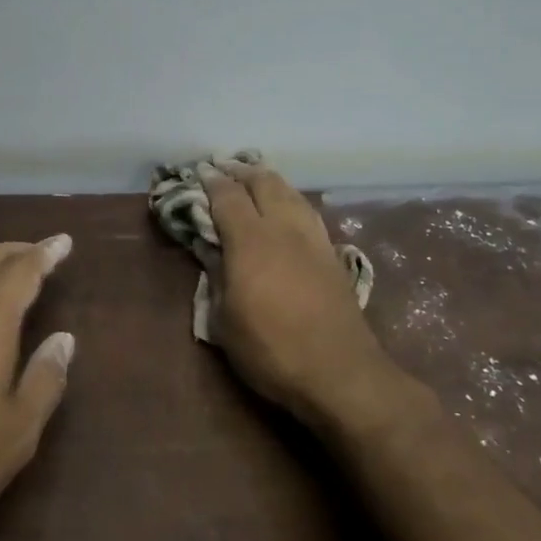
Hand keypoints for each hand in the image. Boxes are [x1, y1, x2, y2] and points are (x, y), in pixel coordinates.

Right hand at [198, 160, 399, 429]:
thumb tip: (209, 248)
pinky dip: (290, 197)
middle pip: (263, 183)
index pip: (228, 197)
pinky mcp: (332, 253)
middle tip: (224, 168)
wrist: (340, 372)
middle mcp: (283, 228)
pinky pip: (307, 210)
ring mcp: (312, 238)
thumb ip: (217, 276)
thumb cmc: (271, 350)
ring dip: (268, 179)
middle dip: (241, 171)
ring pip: (290, 192)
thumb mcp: (225, 320)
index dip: (211, 181)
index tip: (200, 172)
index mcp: (250, 241)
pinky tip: (287, 205)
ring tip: (254, 178)